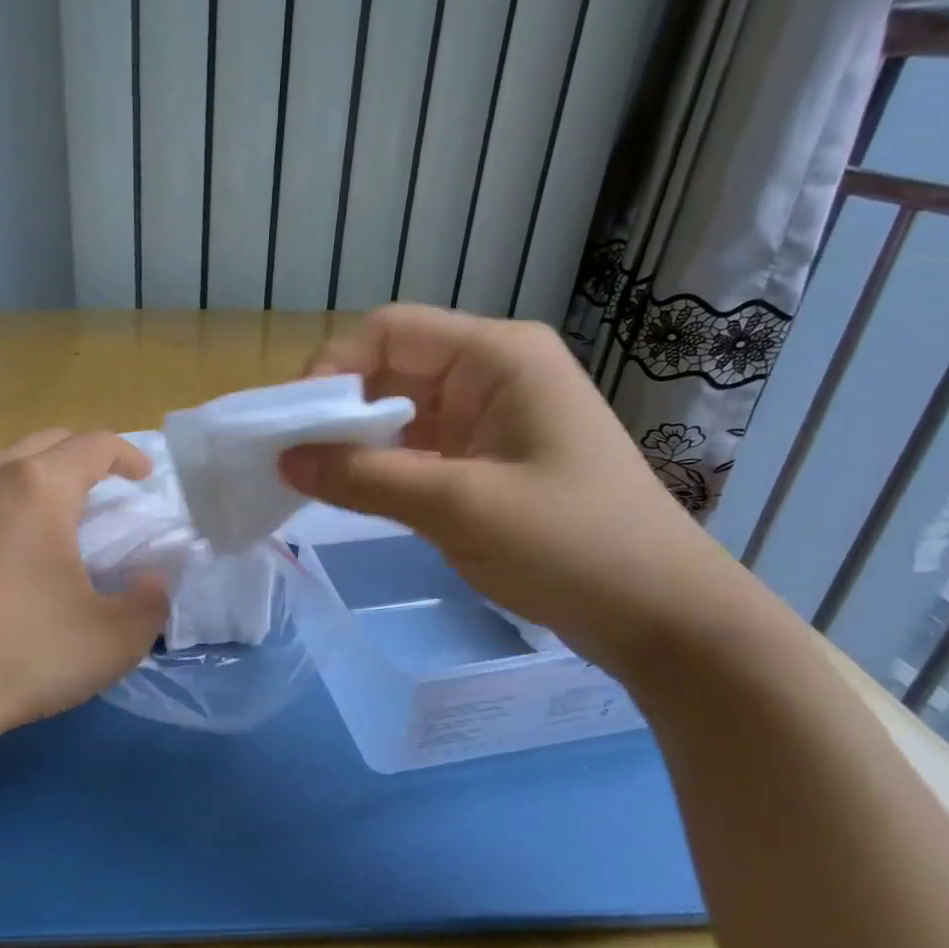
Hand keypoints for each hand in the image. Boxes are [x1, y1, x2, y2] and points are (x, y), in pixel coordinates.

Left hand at [0, 430, 168, 741]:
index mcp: (38, 487)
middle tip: (108, 489)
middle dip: (86, 456)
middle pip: (48, 441)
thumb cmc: (20, 655)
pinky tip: (10, 548)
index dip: (128, 455)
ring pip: (6, 463)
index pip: (95, 444)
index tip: (145, 478)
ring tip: (60, 515)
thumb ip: (150, 604)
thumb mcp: (112, 640)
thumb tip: (151, 584)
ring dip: (42, 475)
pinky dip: (6, 501)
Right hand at [279, 305, 747, 676]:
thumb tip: (285, 459)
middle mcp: (495, 373)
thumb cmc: (573, 546)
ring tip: (311, 478)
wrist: (663, 615)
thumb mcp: (460, 507)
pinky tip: (356, 494)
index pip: (390, 331)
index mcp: (498, 356)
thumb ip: (366, 478)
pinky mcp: (492, 459)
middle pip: (393, 368)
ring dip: (359, 441)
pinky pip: (422, 447)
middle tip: (290, 457)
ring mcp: (494, 418)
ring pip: (403, 411)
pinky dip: (385, 466)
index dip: (333, 367)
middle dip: (340, 408)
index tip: (292, 424)